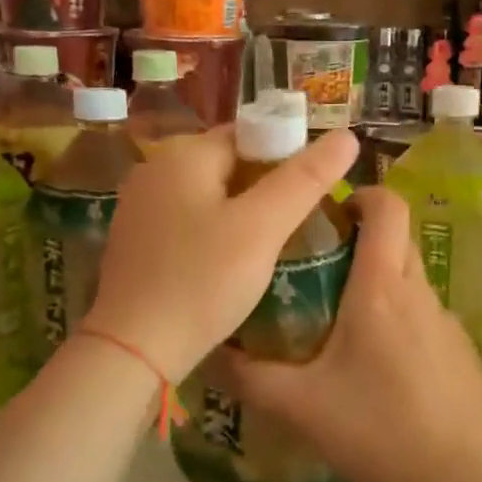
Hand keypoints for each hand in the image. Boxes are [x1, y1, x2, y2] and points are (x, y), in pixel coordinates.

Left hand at [82, 125, 358, 383]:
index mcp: (183, 154)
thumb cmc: (202, 281)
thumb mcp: (262, 228)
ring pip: (208, 195)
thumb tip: (347, 136)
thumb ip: (304, 179)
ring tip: (273, 244)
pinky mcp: (135, 241)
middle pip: (227, 163)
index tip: (313, 189)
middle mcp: (154, 170)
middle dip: (265, 185)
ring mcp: (139, 207)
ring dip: (241, 211)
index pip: (248, 133)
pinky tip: (231, 262)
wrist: (134, 349)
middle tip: (299, 221)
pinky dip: (215, 231)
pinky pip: (188, 221)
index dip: (286, 154)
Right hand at [210, 187, 481, 481]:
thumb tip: (212, 353)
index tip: (330, 213)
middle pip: (397, 238)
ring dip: (379, 282)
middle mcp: (419, 292)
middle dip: (362, 238)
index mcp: (382, 288)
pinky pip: (424, 315)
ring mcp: (446, 321)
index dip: (362, 194)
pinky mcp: (460, 349)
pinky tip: (380, 368)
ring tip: (340, 321)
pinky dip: (399, 319)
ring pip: (410, 278)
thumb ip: (251, 377)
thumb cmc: (378, 429)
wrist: (461, 477)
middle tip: (319, 266)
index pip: (389, 207)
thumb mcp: (301, 406)